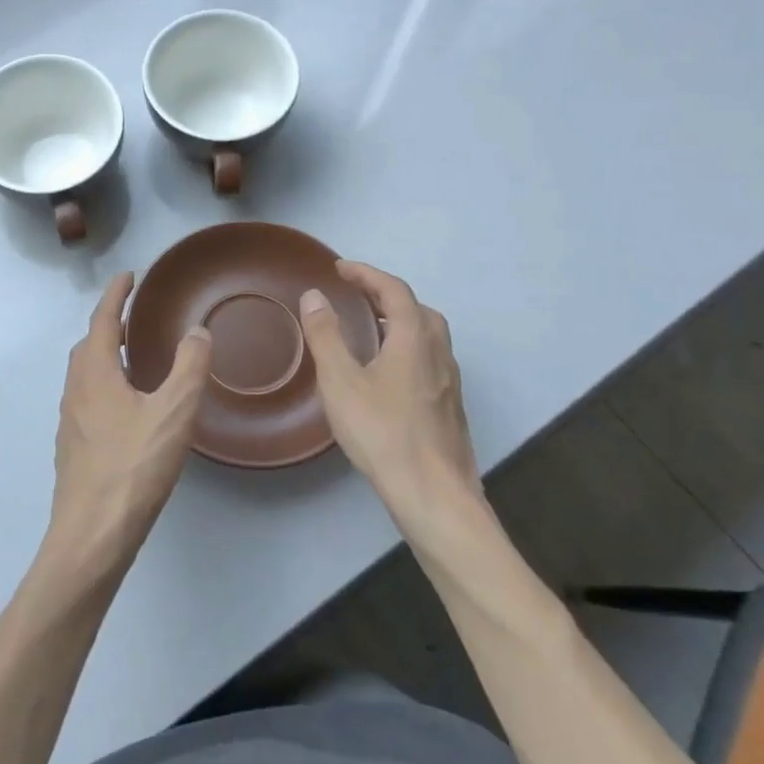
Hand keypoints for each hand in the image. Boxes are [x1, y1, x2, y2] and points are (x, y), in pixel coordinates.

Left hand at [45, 273, 211, 575]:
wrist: (92, 534)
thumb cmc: (133, 467)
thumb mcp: (173, 412)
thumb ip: (189, 367)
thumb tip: (197, 331)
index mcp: (95, 372)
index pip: (103, 319)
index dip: (116, 294)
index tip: (130, 275)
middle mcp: (76, 389)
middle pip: (90, 344)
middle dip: (111, 324)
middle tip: (137, 316)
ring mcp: (70, 420)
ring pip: (86, 373)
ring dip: (107, 355)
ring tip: (135, 357)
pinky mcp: (74, 447)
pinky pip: (88, 398)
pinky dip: (105, 384)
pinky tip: (128, 407)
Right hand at [298, 261, 478, 512]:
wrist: (433, 494)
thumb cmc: (382, 432)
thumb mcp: (341, 381)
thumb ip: (326, 335)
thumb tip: (315, 295)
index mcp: (414, 338)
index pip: (394, 290)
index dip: (366, 274)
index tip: (339, 268)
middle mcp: (438, 353)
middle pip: (418, 309)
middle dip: (386, 295)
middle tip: (356, 296)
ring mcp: (448, 382)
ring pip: (428, 336)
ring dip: (400, 322)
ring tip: (371, 330)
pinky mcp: (449, 407)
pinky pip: (429, 360)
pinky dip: (407, 348)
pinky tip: (388, 374)